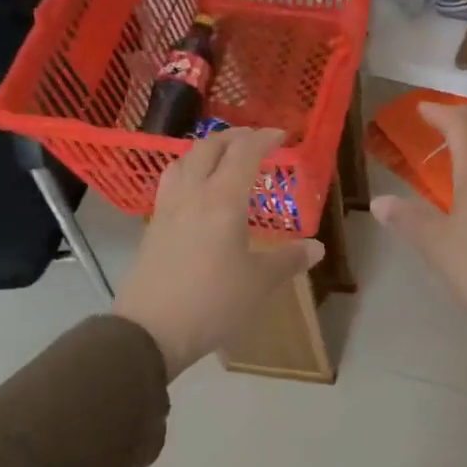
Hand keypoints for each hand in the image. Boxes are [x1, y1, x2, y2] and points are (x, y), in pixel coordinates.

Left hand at [113, 128, 324, 378]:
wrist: (150, 331)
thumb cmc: (213, 302)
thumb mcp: (260, 283)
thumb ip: (289, 259)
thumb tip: (316, 247)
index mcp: (223, 200)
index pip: (245, 153)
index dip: (265, 138)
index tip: (283, 135)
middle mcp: (193, 194)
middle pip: (210, 147)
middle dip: (235, 137)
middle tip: (256, 140)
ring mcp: (167, 209)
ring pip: (184, 160)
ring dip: (207, 150)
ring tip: (223, 158)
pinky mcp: (153, 227)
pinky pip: (172, 183)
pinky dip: (189, 172)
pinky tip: (197, 192)